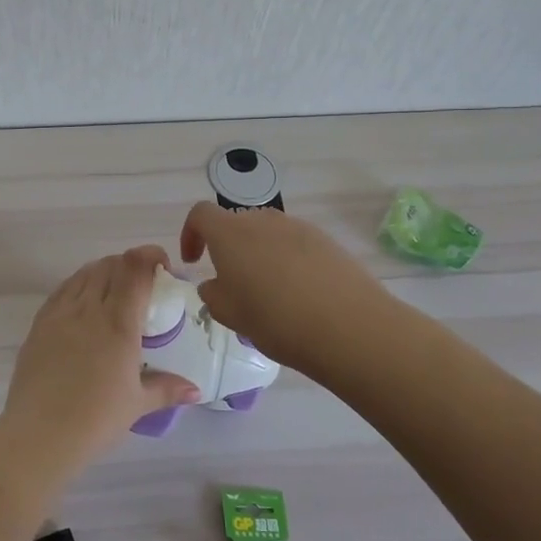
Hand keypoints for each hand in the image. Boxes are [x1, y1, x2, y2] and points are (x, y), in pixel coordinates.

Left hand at [2, 247, 202, 459]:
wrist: (40, 433)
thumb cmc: (96, 419)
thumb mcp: (138, 404)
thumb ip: (167, 389)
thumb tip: (195, 390)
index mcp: (118, 323)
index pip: (135, 269)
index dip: (150, 256)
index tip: (162, 266)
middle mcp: (89, 308)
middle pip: (110, 265)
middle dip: (130, 264)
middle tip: (142, 283)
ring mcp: (60, 313)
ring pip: (85, 273)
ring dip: (104, 271)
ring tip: (114, 290)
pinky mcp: (39, 323)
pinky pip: (62, 290)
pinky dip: (79, 285)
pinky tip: (83, 302)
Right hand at [180, 203, 389, 377]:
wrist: (349, 326)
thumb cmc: (276, 320)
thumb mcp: (229, 314)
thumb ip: (213, 294)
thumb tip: (216, 284)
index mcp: (230, 233)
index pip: (201, 214)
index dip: (191, 234)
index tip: (194, 261)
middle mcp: (262, 220)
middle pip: (236, 223)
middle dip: (228, 248)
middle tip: (233, 284)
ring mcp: (298, 227)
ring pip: (267, 234)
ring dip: (259, 255)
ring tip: (268, 293)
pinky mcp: (326, 241)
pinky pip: (295, 244)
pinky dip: (287, 261)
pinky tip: (299, 294)